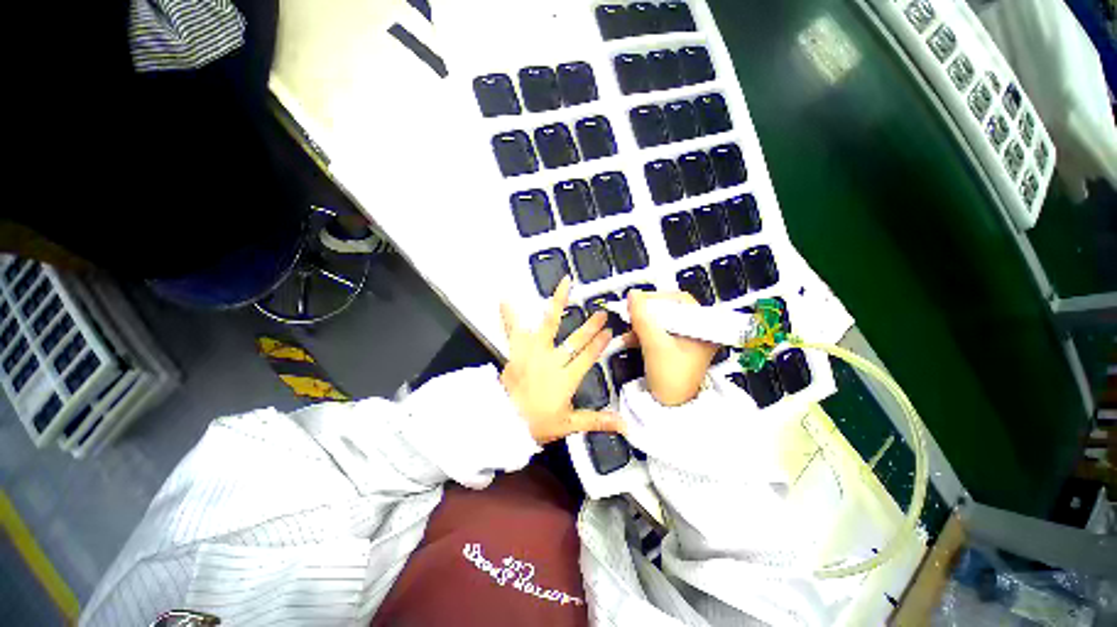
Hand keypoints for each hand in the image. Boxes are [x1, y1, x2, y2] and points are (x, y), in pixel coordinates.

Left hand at [500, 276, 623, 443]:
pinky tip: (505, 297)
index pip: (587, 358)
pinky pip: (513, 330)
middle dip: (590, 327)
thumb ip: (597, 420)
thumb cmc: (537, 423)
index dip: (599, 345)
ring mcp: (534, 352)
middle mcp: (552, 361)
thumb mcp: (569, 424)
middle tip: (601, 313)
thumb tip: (626, 425)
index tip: (609, 332)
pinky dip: (510, 314)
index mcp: (566, 378)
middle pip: (575, 340)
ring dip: (559, 303)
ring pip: (549, 324)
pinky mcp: (517, 351)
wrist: (505, 422)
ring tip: (566, 283)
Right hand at [626, 290, 718, 406]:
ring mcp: (685, 340)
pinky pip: (657, 333)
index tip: (637, 302)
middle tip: (631, 315)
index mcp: (702, 327)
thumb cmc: (671, 378)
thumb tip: (632, 295)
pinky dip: (643, 333)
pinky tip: (630, 338)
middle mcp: (696, 330)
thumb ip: (642, 318)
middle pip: (669, 310)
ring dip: (642, 324)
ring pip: (660, 321)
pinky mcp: (674, 348)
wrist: (672, 409)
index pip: (680, 300)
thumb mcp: (655, 345)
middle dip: (646, 313)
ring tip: (629, 329)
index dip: (657, 298)